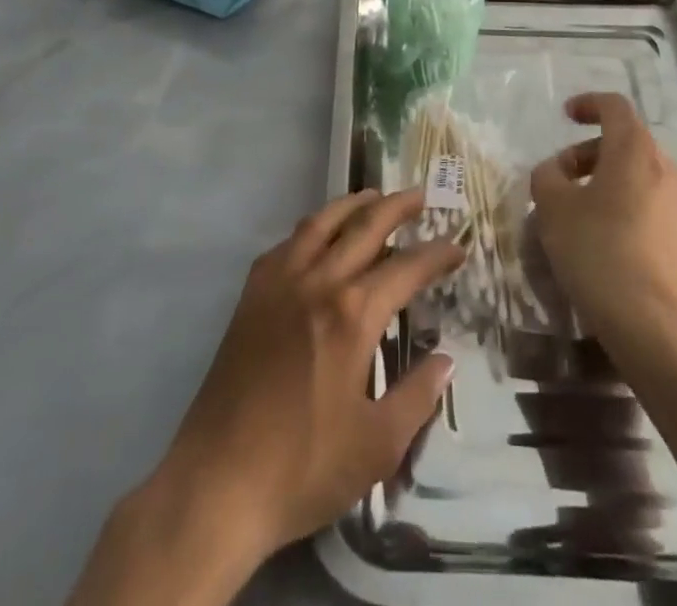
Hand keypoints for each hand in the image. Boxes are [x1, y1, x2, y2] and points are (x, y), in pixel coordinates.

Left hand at [149, 189, 462, 565]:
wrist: (218, 480)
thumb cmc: (303, 467)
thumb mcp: (377, 445)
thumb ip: (417, 396)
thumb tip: (445, 359)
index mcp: (353, 314)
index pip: (406, 268)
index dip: (436, 254)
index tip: (457, 246)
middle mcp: (318, 282)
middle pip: (364, 226)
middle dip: (397, 207)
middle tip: (421, 195)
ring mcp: (280, 282)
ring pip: (322, 222)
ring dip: (353, 204)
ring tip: (374, 196)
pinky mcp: (252, 294)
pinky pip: (288, 243)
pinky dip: (312, 228)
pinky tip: (319, 235)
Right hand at [529, 93, 676, 364]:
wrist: (661, 332)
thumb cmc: (601, 254)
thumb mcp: (554, 209)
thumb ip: (547, 177)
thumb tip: (555, 172)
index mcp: (634, 150)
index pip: (614, 106)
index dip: (588, 104)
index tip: (565, 116)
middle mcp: (666, 169)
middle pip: (626, 143)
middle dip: (589, 153)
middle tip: (561, 179)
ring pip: (639, 177)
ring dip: (606, 184)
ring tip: (577, 216)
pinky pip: (651, 208)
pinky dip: (624, 210)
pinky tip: (604, 245)